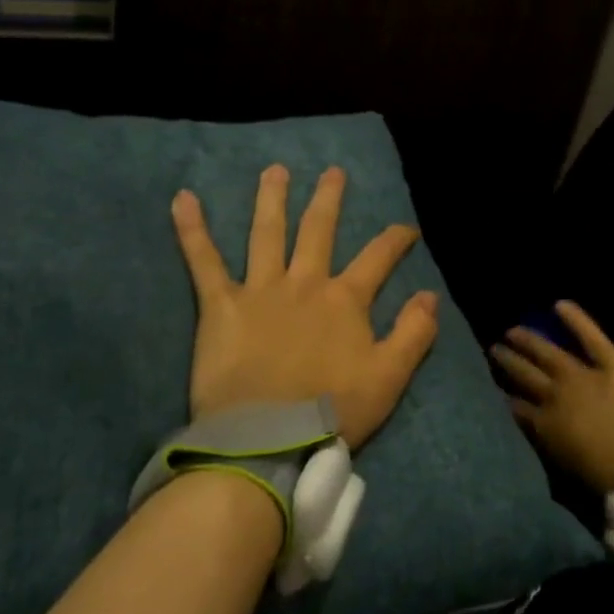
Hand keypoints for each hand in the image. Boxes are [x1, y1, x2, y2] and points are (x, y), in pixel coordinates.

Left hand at [172, 165, 438, 448]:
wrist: (267, 442)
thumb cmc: (331, 413)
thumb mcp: (389, 378)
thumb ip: (414, 333)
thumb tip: (430, 294)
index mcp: (345, 301)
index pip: (378, 258)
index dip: (396, 239)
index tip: (408, 229)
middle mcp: (305, 283)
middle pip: (318, 231)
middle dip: (329, 199)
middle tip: (333, 172)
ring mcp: (261, 290)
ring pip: (267, 234)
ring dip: (271, 199)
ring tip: (274, 170)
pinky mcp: (221, 306)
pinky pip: (204, 262)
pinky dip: (193, 231)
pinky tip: (182, 200)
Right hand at [491, 301, 613, 492]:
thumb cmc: (605, 480)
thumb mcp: (564, 472)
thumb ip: (547, 447)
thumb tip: (534, 433)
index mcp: (544, 426)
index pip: (517, 408)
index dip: (505, 397)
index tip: (495, 388)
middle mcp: (556, 396)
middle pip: (526, 375)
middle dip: (509, 362)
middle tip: (494, 349)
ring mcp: (582, 375)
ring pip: (548, 354)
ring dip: (528, 342)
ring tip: (512, 331)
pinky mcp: (612, 365)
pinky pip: (591, 337)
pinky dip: (576, 319)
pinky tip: (559, 304)